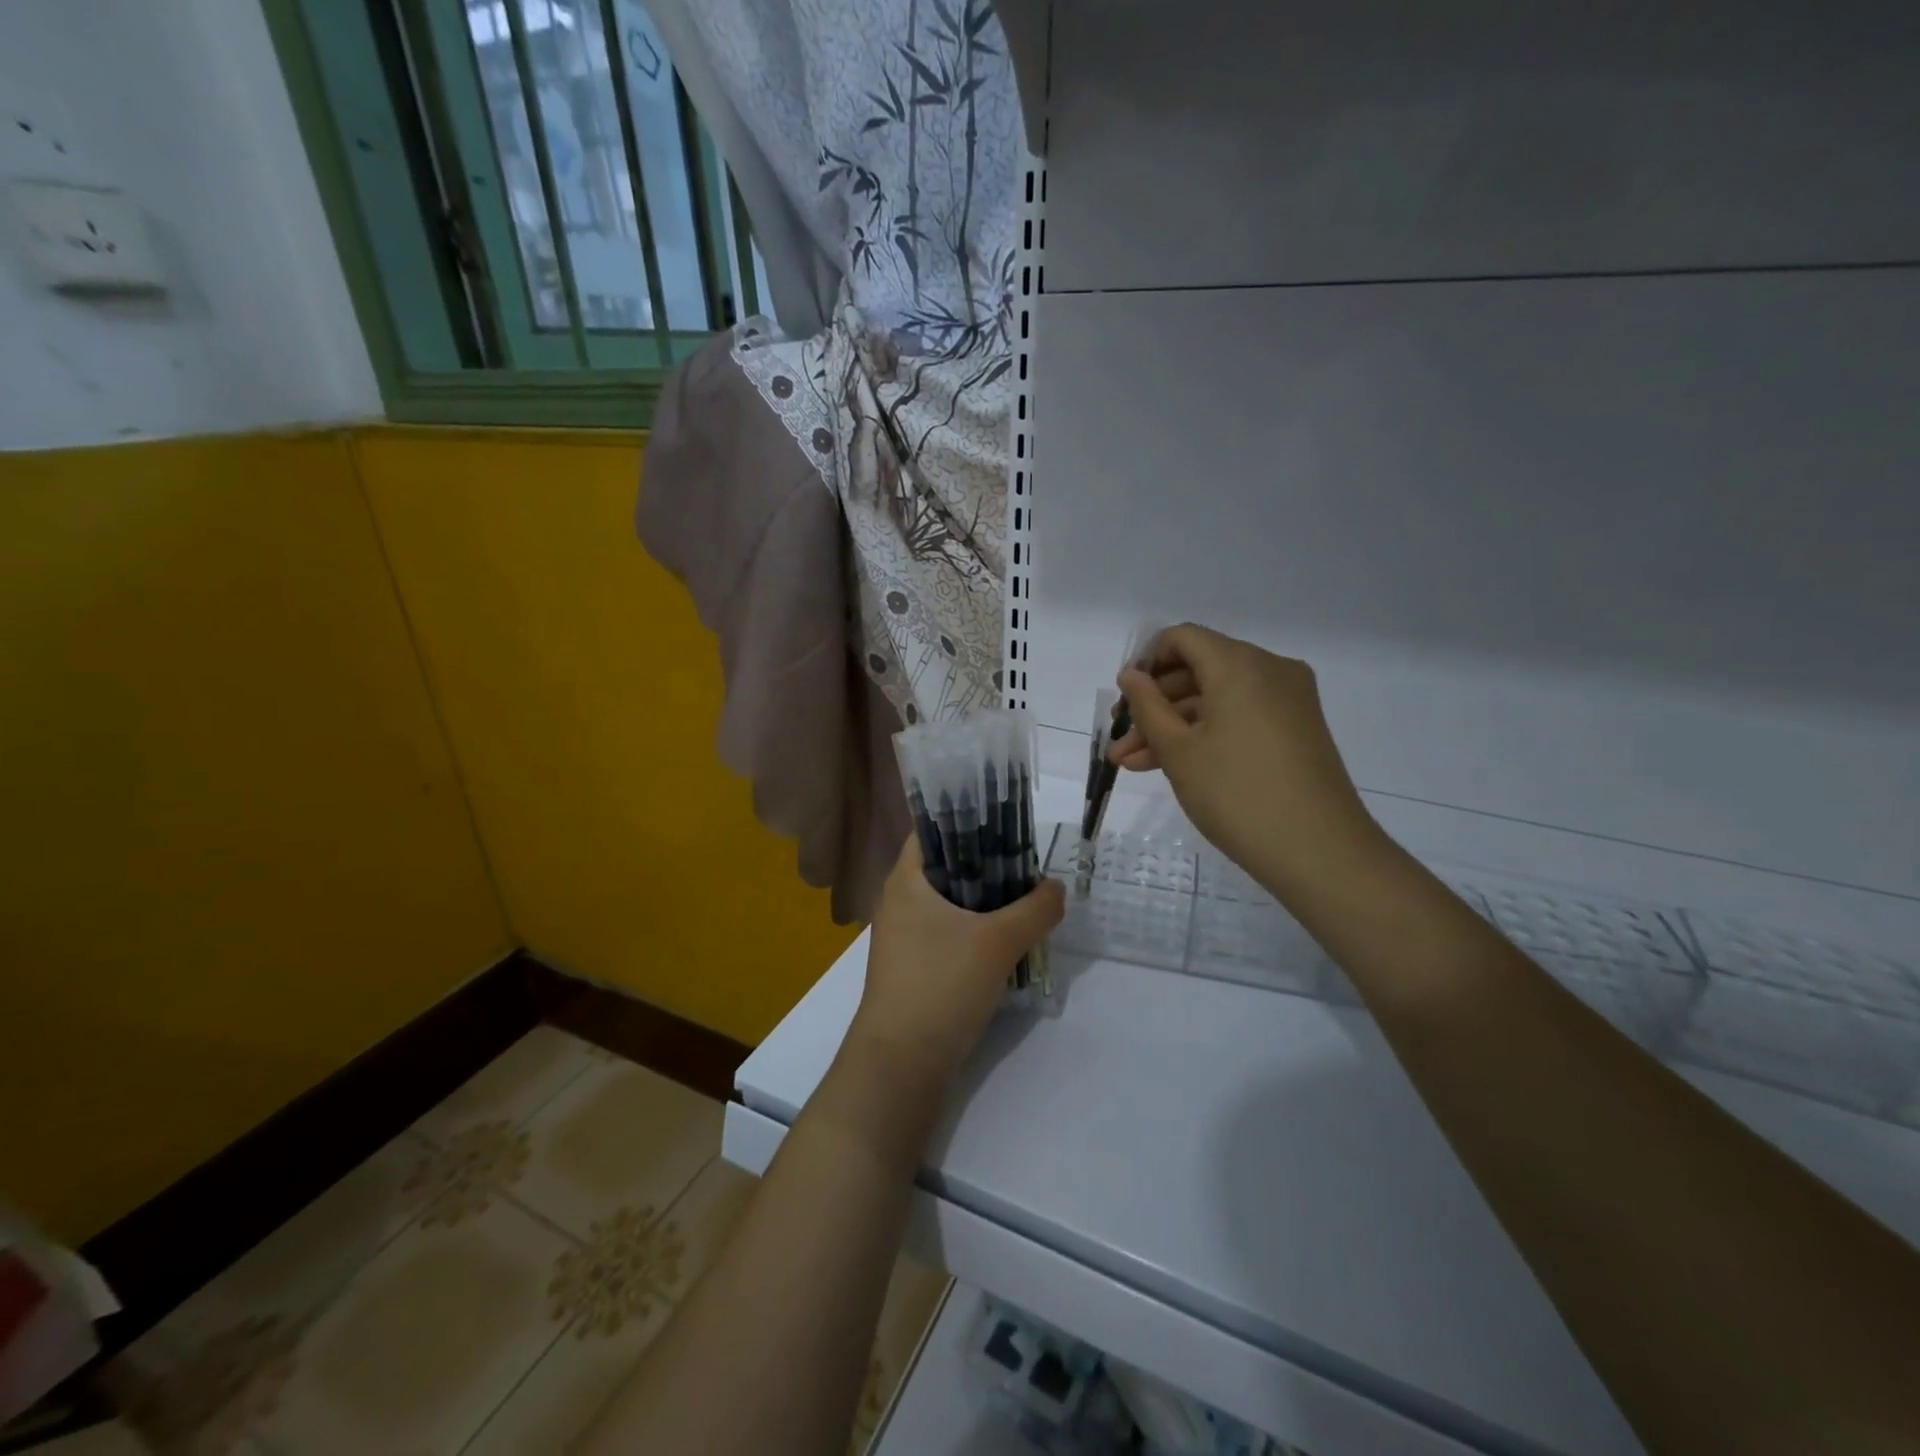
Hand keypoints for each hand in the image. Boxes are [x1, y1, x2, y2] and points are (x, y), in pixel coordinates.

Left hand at [847, 837, 1064, 1096]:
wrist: (901, 1064)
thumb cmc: (941, 986)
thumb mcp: (998, 942)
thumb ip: (1035, 909)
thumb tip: (1056, 887)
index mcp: (906, 879)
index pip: (934, 829)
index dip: (970, 819)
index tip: (1009, 824)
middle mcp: (901, 900)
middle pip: (948, 865)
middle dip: (989, 864)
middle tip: (1029, 866)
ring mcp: (906, 936)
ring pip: (952, 902)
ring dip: (988, 901)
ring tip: (1028, 901)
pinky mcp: (916, 966)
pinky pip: (951, 932)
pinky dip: (978, 930)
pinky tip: (1009, 941)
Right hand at [1109, 624, 1381, 894]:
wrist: (1319, 851)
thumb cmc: (1236, 794)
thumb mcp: (1179, 751)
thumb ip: (1148, 707)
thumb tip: (1131, 675)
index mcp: (1239, 664)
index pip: (1183, 638)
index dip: (1146, 662)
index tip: (1124, 699)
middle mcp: (1269, 669)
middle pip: (1199, 669)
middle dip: (1155, 703)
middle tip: (1121, 738)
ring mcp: (1288, 700)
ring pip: (1217, 698)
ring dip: (1174, 725)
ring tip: (1131, 763)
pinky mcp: (1297, 728)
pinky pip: (1240, 716)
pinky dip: (1206, 733)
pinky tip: (1170, 765)